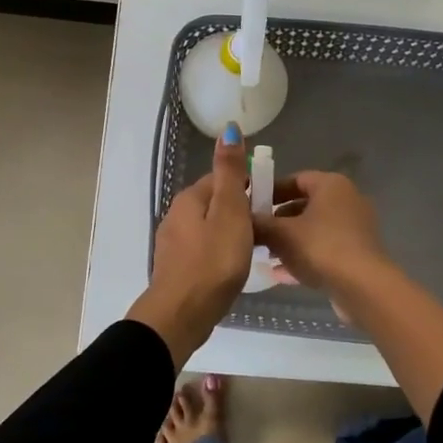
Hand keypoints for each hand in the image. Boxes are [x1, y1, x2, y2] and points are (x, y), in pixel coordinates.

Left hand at [128, 125, 253, 366]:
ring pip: (208, 228)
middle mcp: (176, 216)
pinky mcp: (176, 269)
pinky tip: (232, 268)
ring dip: (229, 233)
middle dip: (239, 210)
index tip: (270, 203)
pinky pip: (203, 251)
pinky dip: (219, 254)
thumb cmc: (213, 261)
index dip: (247, 187)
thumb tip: (228, 128)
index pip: (222, 180)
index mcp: (189, 199)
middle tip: (266, 228)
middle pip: (214, 203)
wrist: (181, 314)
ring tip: (253, 249)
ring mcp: (173, 244)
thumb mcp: (229, 211)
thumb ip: (230, 172)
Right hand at [252, 170, 391, 293]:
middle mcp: (347, 201)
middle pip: (304, 205)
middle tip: (255, 232)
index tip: (250, 206)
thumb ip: (258, 224)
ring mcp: (355, 229)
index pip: (296, 179)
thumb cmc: (320, 248)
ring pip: (314, 230)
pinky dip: (304, 257)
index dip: (270, 191)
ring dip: (289, 241)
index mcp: (331, 185)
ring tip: (264, 255)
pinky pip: (324, 249)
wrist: (363, 288)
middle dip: (278, 220)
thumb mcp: (280, 234)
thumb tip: (242, 219)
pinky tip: (280, 275)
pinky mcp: (357, 254)